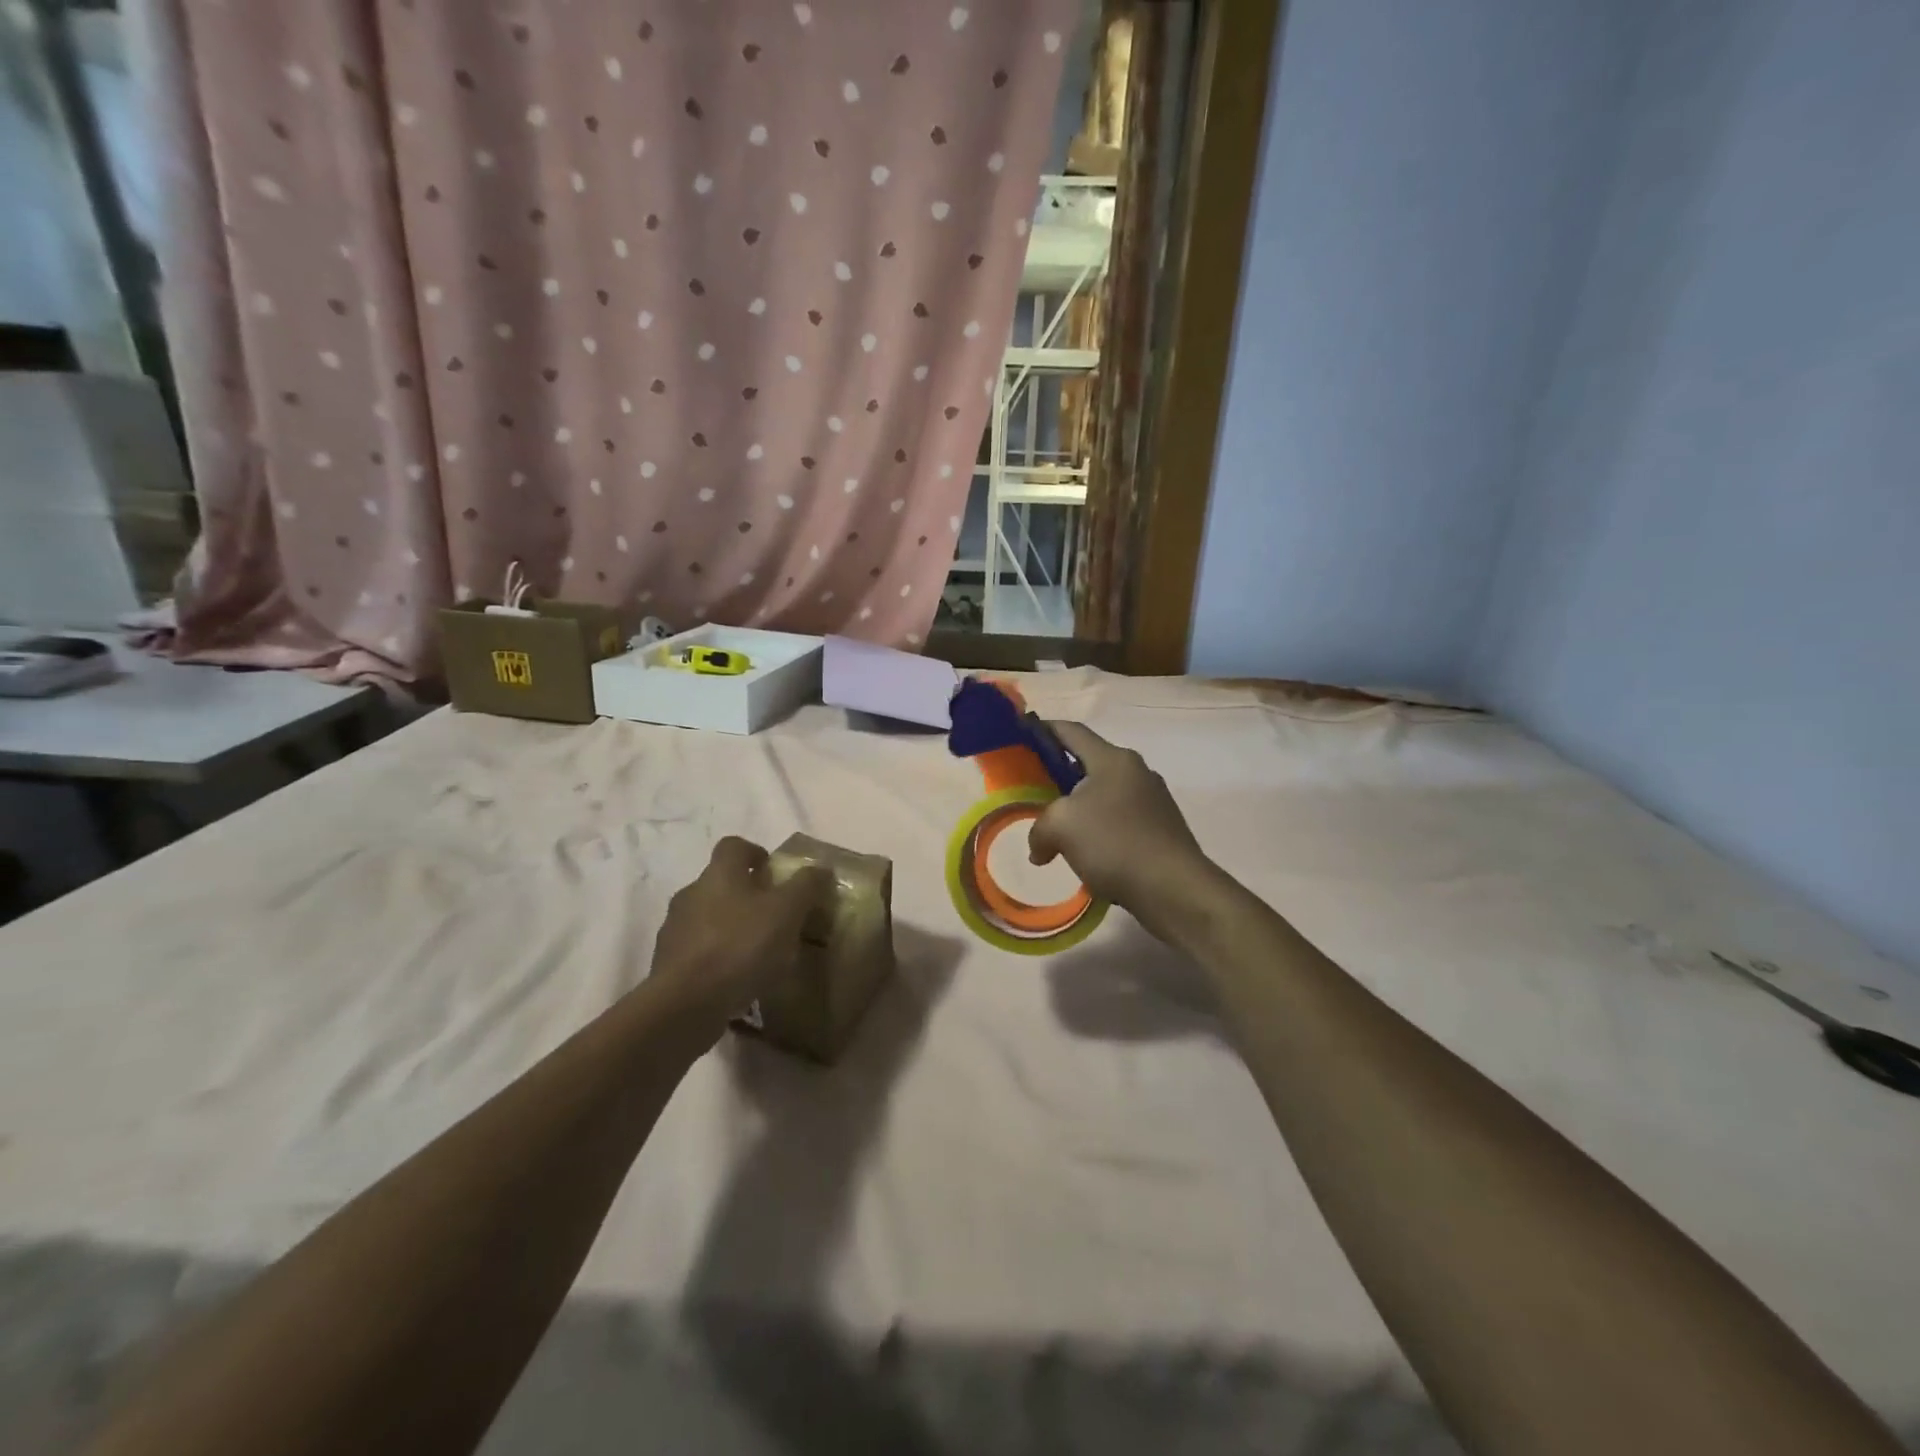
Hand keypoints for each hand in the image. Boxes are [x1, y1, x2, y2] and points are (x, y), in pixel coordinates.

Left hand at [648, 837, 829, 1033]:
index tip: (773, 871)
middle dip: (746, 895)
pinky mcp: (668, 965)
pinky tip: (737, 979)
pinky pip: (698, 952)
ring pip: (707, 918)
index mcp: (719, 874)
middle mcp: (691, 894)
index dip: (754, 853)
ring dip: (730, 928)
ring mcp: (674, 930)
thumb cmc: (740, 946)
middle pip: (720, 883)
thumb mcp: (787, 912)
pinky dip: (717, 958)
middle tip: (774, 916)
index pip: (733, 846)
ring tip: (757, 952)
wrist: (686, 1004)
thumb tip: (820, 867)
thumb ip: (805, 886)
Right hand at [1027, 722, 1214, 937]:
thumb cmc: (1114, 843)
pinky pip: (1120, 820)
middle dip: (1059, 775)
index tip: (1023, 732)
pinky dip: (1099, 830)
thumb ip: (1039, 829)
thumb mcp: (1061, 827)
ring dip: (1079, 808)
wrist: (1174, 888)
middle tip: (1033, 791)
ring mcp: (1153, 800)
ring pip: (1104, 795)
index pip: (1072, 731)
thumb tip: (1040, 849)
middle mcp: (1136, 771)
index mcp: (1113, 759)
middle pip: (1088, 764)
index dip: (1044, 729)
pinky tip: (1087, 855)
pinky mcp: (1162, 829)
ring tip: (1057, 830)